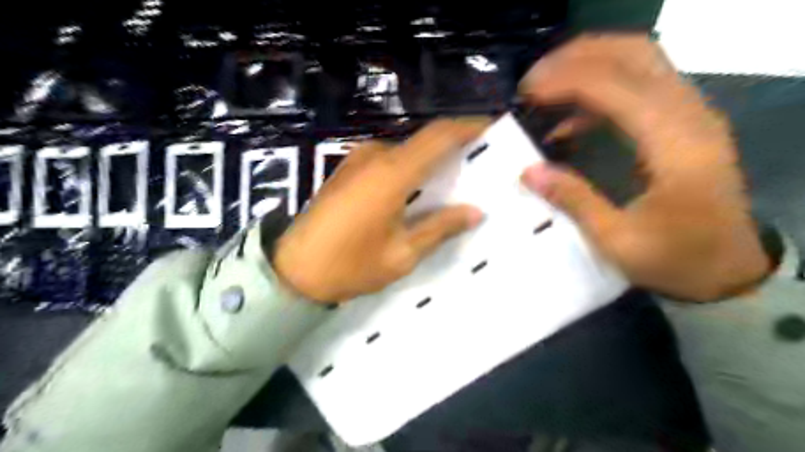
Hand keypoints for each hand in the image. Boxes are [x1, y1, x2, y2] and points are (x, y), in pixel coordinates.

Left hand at [273, 120, 483, 302]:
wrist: (293, 271)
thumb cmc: (349, 266)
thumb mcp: (401, 254)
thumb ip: (440, 227)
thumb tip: (475, 211)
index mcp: (392, 173)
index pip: (439, 135)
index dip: (469, 127)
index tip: (494, 130)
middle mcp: (375, 156)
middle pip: (424, 141)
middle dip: (454, 148)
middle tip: (480, 165)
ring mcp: (358, 160)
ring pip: (407, 151)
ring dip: (432, 161)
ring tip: (455, 182)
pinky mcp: (348, 170)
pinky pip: (389, 161)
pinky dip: (412, 169)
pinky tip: (421, 191)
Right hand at [519, 33, 769, 303]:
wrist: (726, 267)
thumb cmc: (674, 258)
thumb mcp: (618, 241)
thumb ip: (574, 200)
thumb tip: (528, 171)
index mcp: (676, 146)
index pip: (618, 87)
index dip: (567, 81)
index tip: (527, 94)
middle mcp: (689, 116)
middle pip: (635, 54)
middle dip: (577, 57)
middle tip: (533, 81)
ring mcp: (690, 115)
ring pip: (639, 62)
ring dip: (588, 66)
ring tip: (544, 91)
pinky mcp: (681, 123)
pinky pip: (639, 87)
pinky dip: (599, 93)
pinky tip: (569, 122)